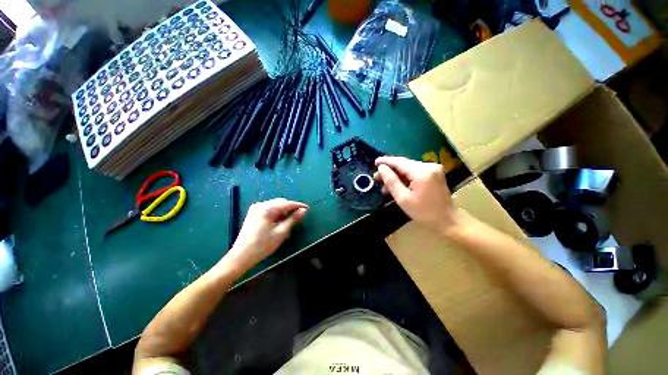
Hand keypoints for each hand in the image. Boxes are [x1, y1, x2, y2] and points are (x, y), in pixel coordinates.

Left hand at [224, 198, 307, 270]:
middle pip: (281, 203)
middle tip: (300, 218)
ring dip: (284, 213)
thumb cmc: (263, 245)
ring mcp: (256, 209)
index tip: (308, 209)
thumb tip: (304, 210)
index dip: (298, 206)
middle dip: (291, 209)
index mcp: (267, 208)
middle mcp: (261, 205)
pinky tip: (280, 224)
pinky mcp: (254, 214)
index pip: (287, 203)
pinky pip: (269, 211)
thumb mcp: (281, 232)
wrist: (241, 256)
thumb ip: (293, 219)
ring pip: (275, 207)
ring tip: (290, 223)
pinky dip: (277, 215)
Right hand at [375, 156, 458, 233]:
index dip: (385, 162)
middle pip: (404, 164)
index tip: (374, 162)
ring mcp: (433, 169)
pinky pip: (415, 172)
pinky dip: (405, 178)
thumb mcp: (403, 198)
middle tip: (376, 178)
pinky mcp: (434, 174)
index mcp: (422, 172)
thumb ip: (391, 181)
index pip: (399, 162)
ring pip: (408, 168)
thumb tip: (381, 168)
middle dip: (389, 171)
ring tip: (385, 186)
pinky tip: (397, 186)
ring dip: (396, 176)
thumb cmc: (424, 212)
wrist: (447, 220)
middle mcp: (429, 166)